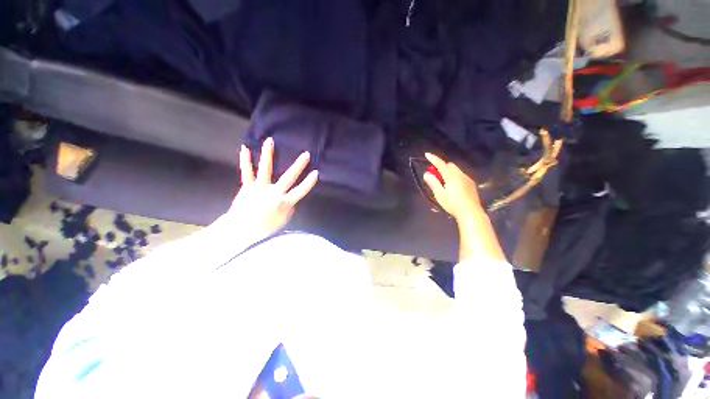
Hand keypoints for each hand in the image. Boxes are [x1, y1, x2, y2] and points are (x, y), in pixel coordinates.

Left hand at [227, 137, 318, 241]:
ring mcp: (260, 188)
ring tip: (270, 140)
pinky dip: (245, 160)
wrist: (241, 230)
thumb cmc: (265, 228)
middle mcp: (274, 193)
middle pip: (289, 177)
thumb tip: (291, 200)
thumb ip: (290, 209)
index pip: (301, 191)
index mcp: (284, 203)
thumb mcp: (283, 221)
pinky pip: (247, 172)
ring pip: (266, 169)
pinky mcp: (247, 187)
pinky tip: (245, 148)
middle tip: (306, 154)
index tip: (316, 172)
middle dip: (299, 166)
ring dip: (268, 154)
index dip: (309, 182)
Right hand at [423, 153, 505, 260]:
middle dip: (441, 167)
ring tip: (443, 183)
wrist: (471, 213)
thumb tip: (427, 174)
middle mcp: (460, 175)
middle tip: (434, 176)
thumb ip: (433, 183)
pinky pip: (460, 175)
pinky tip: (452, 187)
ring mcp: (467, 179)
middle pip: (449, 165)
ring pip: (455, 170)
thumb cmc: (453, 204)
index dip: (433, 159)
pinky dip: (454, 176)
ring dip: (447, 172)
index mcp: (452, 177)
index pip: (441, 164)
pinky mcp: (471, 184)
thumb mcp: (439, 194)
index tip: (427, 154)